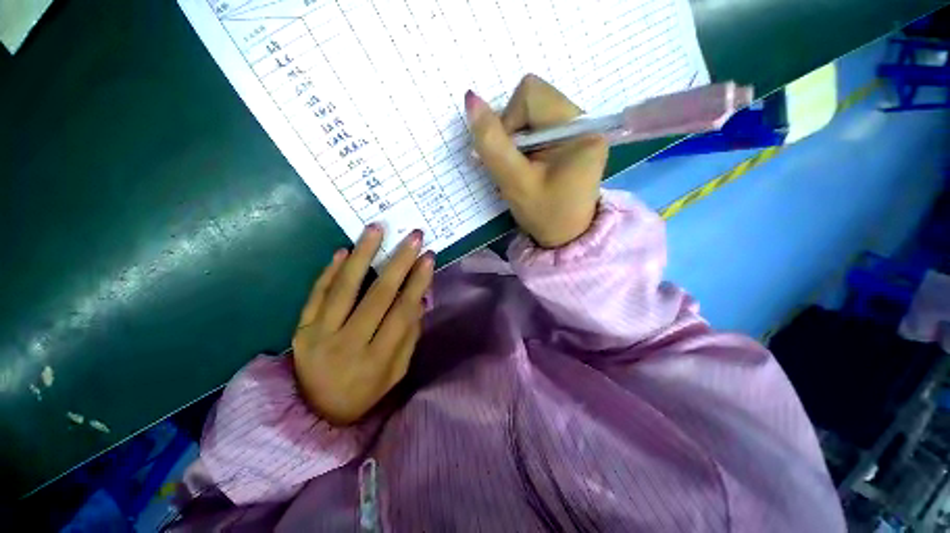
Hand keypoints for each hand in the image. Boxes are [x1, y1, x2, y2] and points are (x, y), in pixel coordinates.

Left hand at [292, 225, 433, 424]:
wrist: (316, 413)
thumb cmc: (366, 391)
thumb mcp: (397, 371)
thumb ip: (409, 335)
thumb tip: (420, 297)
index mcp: (377, 360)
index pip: (402, 313)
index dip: (417, 283)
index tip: (428, 257)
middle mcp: (347, 345)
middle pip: (377, 296)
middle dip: (399, 262)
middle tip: (413, 236)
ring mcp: (319, 335)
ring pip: (344, 288)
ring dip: (363, 254)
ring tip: (376, 229)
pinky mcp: (301, 329)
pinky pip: (316, 294)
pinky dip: (330, 270)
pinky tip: (345, 251)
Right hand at [466, 74, 607, 247]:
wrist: (566, 237)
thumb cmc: (545, 215)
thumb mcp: (515, 182)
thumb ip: (492, 144)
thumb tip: (471, 99)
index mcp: (579, 128)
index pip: (531, 95)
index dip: (507, 121)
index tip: (508, 157)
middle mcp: (583, 121)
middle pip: (531, 101)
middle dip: (511, 132)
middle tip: (513, 165)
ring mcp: (578, 129)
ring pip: (531, 115)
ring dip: (515, 141)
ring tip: (520, 170)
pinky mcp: (570, 140)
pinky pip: (538, 127)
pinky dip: (523, 146)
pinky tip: (526, 167)